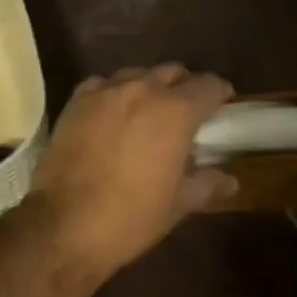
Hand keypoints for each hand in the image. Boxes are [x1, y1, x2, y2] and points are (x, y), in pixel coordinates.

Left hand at [26, 63, 236, 279]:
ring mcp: (107, 90)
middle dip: (185, 86)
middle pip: (173, 72)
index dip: (220, 92)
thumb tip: (230, 181)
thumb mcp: (177, 205)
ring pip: (138, 74)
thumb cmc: (131, 217)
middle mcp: (143, 89)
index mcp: (175, 111)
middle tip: (187, 111)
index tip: (223, 103)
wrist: (65, 224)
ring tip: (149, 111)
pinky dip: (115, 93)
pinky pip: (103, 83)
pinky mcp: (78, 99)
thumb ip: (206, 184)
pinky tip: (113, 113)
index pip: (208, 85)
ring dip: (150, 87)